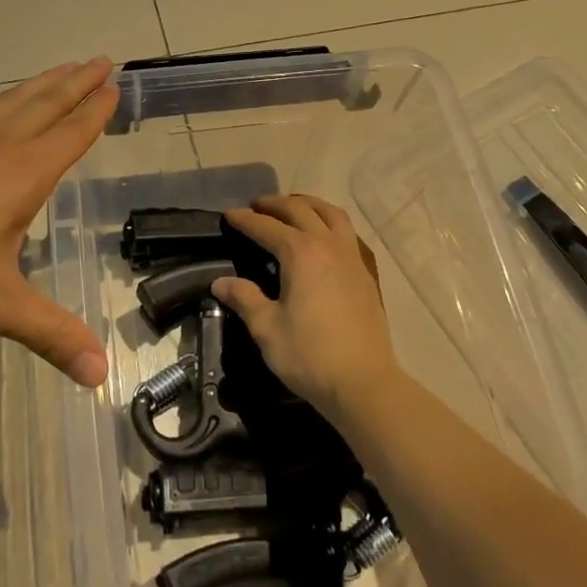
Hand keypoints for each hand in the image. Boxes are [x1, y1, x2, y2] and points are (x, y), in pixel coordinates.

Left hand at [0, 59, 116, 386]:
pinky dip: (0, 100)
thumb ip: (51, 335)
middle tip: (101, 60)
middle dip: (77, 82)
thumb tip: (102, 376)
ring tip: (62, 69)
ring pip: (12, 101)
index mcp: (21, 173)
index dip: (96, 109)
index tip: (116, 84)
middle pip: (46, 103)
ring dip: (42, 84)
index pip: (71, 132)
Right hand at [212, 194, 400, 423]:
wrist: (363, 382)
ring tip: (292, 209)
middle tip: (256, 206)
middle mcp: (328, 245)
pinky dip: (331, 223)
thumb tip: (220, 283)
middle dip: (275, 204)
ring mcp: (352, 256)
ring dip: (308, 205)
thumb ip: (244, 298)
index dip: (245, 219)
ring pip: (331, 214)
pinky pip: (348, 232)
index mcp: (301, 253)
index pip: (266, 227)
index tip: (228, 214)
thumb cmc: (310, 355)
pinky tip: (325, 236)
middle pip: (300, 210)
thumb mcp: (267, 328)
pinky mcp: (366, 273)